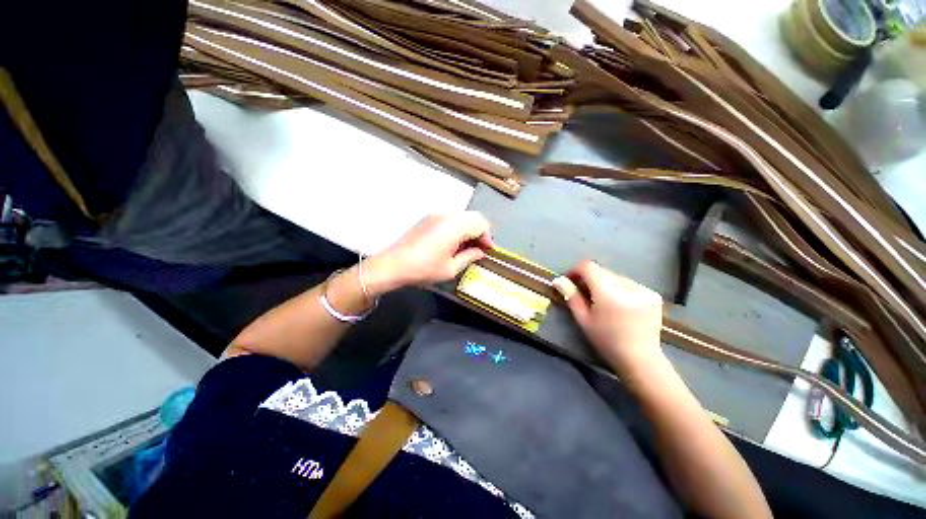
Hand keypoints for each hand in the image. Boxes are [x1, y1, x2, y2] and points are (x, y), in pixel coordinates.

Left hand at [364, 212, 493, 293]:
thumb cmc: (424, 269)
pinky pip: (450, 219)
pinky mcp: (427, 219)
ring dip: (469, 229)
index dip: (488, 237)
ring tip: (467, 247)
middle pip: (473, 217)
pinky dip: (457, 228)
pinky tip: (453, 243)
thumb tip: (481, 252)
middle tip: (480, 249)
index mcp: (455, 226)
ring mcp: (435, 215)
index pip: (481, 224)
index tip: (488, 251)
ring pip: (462, 217)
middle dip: (480, 232)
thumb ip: (469, 257)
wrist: (393, 264)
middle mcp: (447, 215)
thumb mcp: (451, 268)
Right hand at [566, 260, 664, 377]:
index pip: (590, 267)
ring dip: (606, 283)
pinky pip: (629, 283)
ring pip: (615, 276)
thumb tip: (558, 279)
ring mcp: (643, 289)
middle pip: (602, 271)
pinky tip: (620, 304)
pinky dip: (620, 289)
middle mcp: (628, 287)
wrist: (640, 359)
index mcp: (608, 294)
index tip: (571, 280)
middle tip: (585, 294)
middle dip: (591, 278)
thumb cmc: (606, 341)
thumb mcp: (583, 320)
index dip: (577, 270)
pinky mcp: (653, 294)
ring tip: (604, 301)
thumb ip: (571, 296)